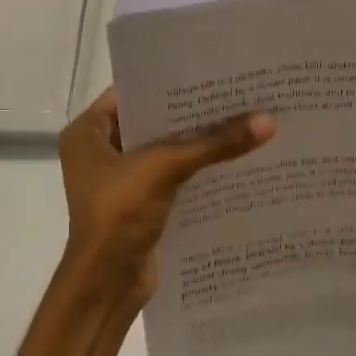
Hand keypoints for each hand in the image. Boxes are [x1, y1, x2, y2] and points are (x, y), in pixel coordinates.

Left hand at [58, 88, 274, 301]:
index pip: (132, 92)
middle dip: (191, 113)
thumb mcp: (166, 167)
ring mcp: (118, 180)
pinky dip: (196, 170)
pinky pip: (171, 177)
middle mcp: (98, 151)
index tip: (211, 71)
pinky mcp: (138, 204)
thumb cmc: (120, 213)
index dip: (170, 82)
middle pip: (151, 122)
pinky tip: (232, 159)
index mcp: (87, 133)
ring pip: (164, 151)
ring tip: (243, 120)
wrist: (107, 284)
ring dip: (197, 143)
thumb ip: (214, 143)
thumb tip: (268, 120)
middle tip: (236, 93)